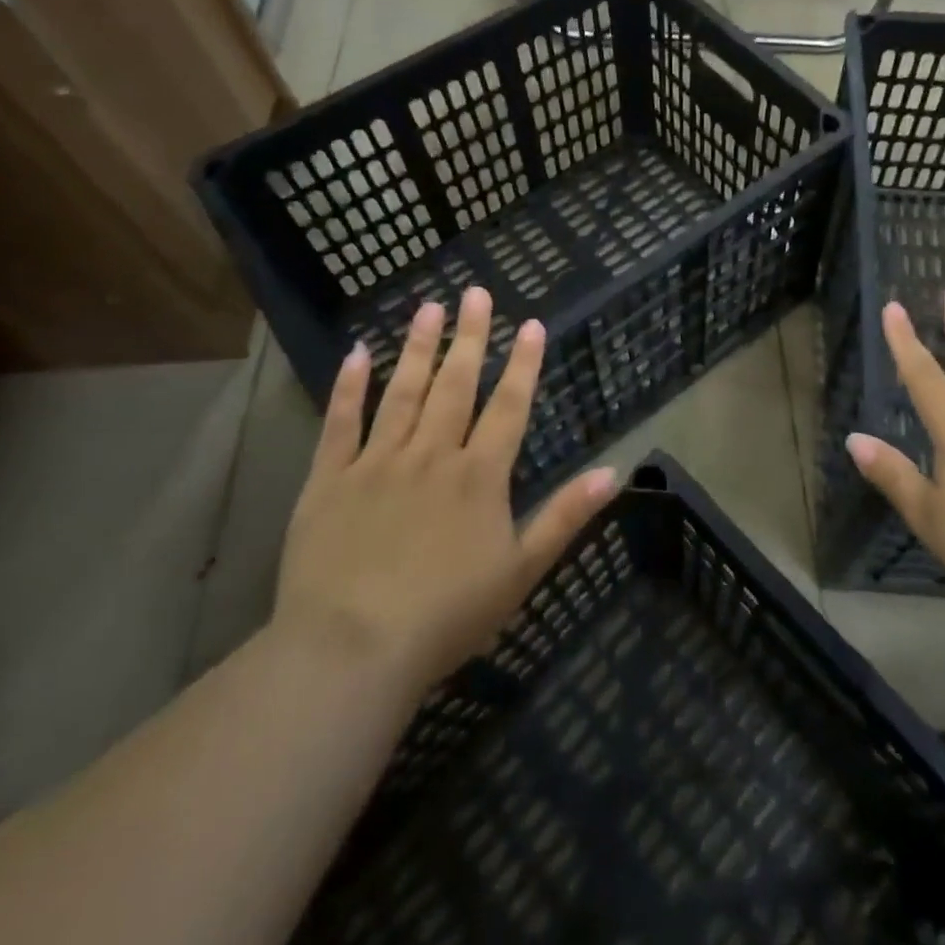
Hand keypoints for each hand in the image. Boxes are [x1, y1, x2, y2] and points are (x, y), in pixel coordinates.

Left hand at [273, 287, 618, 691]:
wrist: (351, 652)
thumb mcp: (521, 572)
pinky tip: (357, 353)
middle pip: (456, 385)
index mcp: (479, 476)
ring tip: (429, 306)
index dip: (523, 364)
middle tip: (476, 292)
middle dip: (470, 337)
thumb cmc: (446, 617)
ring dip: (419, 348)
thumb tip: (614, 471)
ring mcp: (378, 463)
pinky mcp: (329, 480)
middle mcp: (432, 455)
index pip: (509, 407)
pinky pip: (341, 424)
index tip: (531, 323)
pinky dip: (349, 387)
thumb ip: (565, 517)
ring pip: (403, 393)